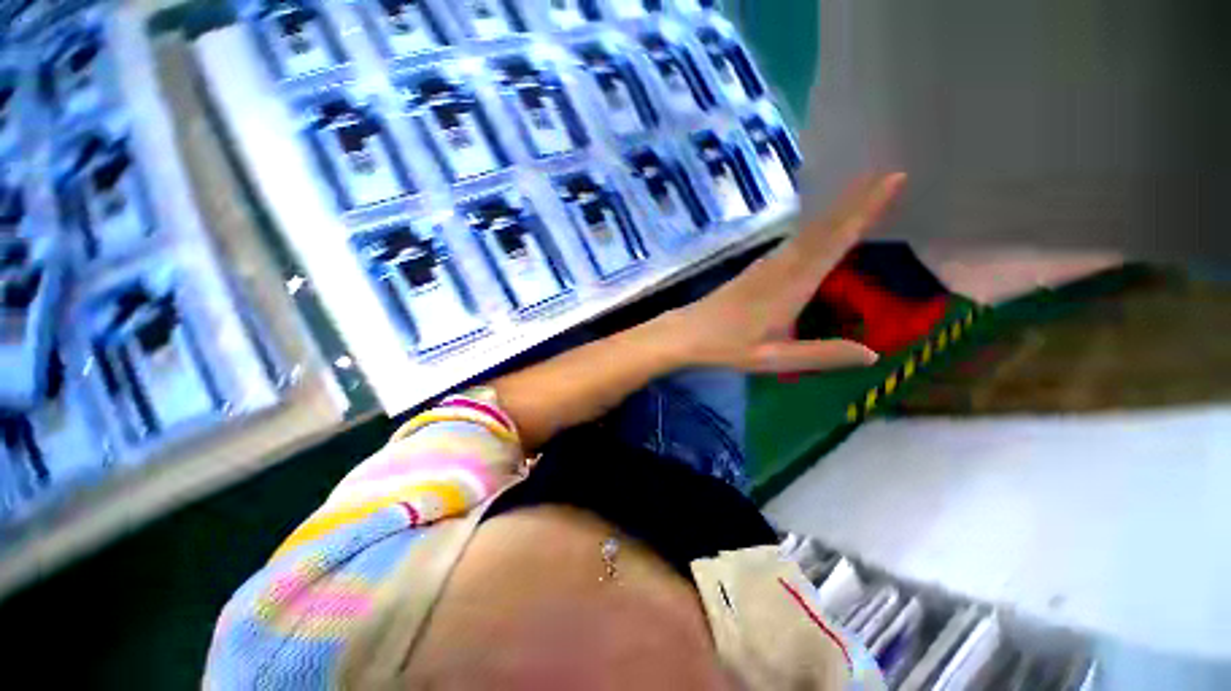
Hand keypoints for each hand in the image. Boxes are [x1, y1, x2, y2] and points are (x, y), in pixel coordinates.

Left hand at [665, 173, 907, 372]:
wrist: (688, 332)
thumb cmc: (728, 346)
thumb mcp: (773, 359)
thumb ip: (820, 355)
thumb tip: (872, 355)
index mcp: (791, 285)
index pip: (835, 241)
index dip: (864, 210)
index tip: (892, 178)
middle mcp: (782, 266)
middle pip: (824, 227)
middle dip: (857, 198)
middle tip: (889, 170)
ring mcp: (767, 264)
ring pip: (808, 230)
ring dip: (837, 208)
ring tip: (864, 188)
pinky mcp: (757, 268)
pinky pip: (794, 240)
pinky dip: (816, 226)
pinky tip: (821, 225)